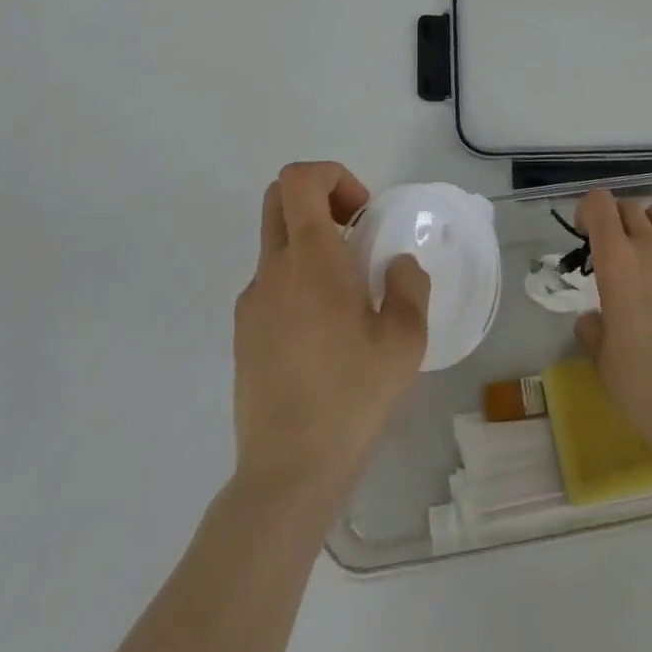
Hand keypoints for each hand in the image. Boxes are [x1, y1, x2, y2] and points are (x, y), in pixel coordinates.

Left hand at [232, 162, 429, 501]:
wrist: (286, 476)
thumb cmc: (350, 400)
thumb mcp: (404, 342)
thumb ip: (407, 286)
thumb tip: (395, 265)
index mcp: (311, 260)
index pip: (299, 179)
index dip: (333, 176)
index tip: (363, 215)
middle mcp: (273, 270)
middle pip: (278, 197)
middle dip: (319, 197)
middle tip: (356, 235)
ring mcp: (252, 302)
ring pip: (275, 240)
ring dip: (311, 241)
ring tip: (348, 294)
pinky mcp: (244, 333)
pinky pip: (271, 281)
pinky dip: (298, 278)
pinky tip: (325, 333)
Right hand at [574, 187, 651, 467]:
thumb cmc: (645, 386)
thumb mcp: (602, 359)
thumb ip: (593, 328)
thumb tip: (595, 319)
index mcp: (617, 260)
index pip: (599, 204)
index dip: (588, 211)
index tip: (586, 233)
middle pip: (630, 206)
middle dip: (618, 222)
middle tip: (618, 252)